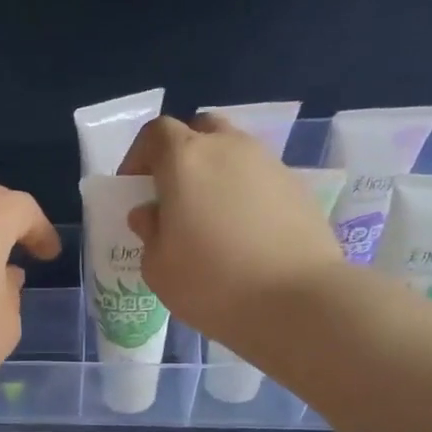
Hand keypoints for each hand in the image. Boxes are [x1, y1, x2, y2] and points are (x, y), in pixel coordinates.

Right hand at [123, 113, 343, 342]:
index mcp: (185, 160)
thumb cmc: (211, 283)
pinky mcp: (297, 187)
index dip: (139, 156)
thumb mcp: (158, 267)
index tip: (135, 189)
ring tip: (210, 221)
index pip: (156, 133)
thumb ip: (149, 231)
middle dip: (182, 155)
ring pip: (234, 153)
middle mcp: (229, 148)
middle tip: (174, 196)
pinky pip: (259, 180)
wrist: (295, 300)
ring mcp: (269, 164)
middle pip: (200, 131)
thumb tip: (151, 213)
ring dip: (216, 176)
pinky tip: (244, 236)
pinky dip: (245, 196)